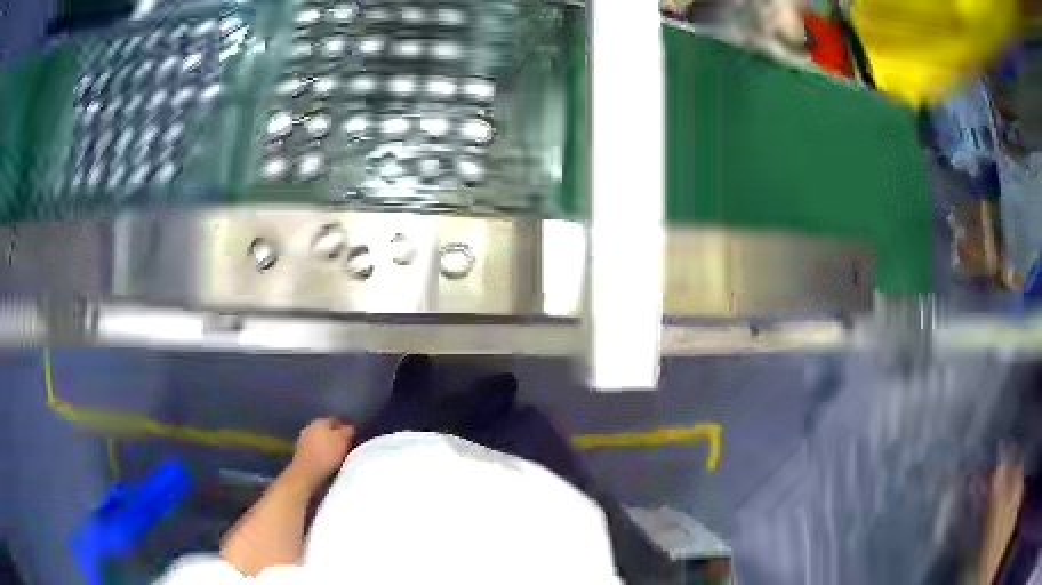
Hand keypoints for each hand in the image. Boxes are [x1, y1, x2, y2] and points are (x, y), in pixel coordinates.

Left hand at [289, 418, 355, 486]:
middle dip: (335, 436)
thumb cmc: (327, 455)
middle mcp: (310, 426)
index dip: (346, 427)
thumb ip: (348, 431)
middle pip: (327, 429)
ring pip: (320, 438)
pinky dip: (321, 452)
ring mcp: (303, 438)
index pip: (336, 420)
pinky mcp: (300, 451)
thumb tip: (350, 427)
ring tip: (337, 454)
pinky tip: (326, 460)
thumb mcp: (343, 441)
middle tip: (346, 445)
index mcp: (321, 420)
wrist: (306, 473)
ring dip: (327, 444)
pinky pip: (315, 448)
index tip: (353, 436)